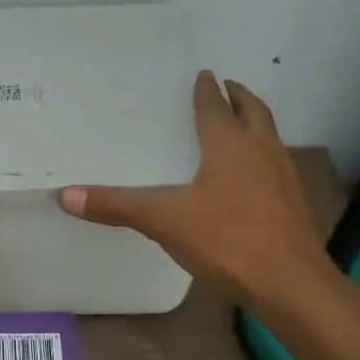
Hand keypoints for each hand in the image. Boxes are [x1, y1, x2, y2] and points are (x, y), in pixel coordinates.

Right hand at [59, 70, 331, 309]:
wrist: (291, 285)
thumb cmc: (228, 240)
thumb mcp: (164, 221)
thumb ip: (117, 206)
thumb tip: (66, 195)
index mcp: (231, 145)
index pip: (216, 106)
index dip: (207, 90)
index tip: (203, 74)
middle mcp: (262, 151)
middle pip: (254, 112)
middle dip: (239, 97)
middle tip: (226, 87)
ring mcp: (283, 177)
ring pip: (270, 137)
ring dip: (254, 124)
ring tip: (237, 125)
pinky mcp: (293, 203)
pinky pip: (275, 164)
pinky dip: (261, 155)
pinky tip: (248, 177)